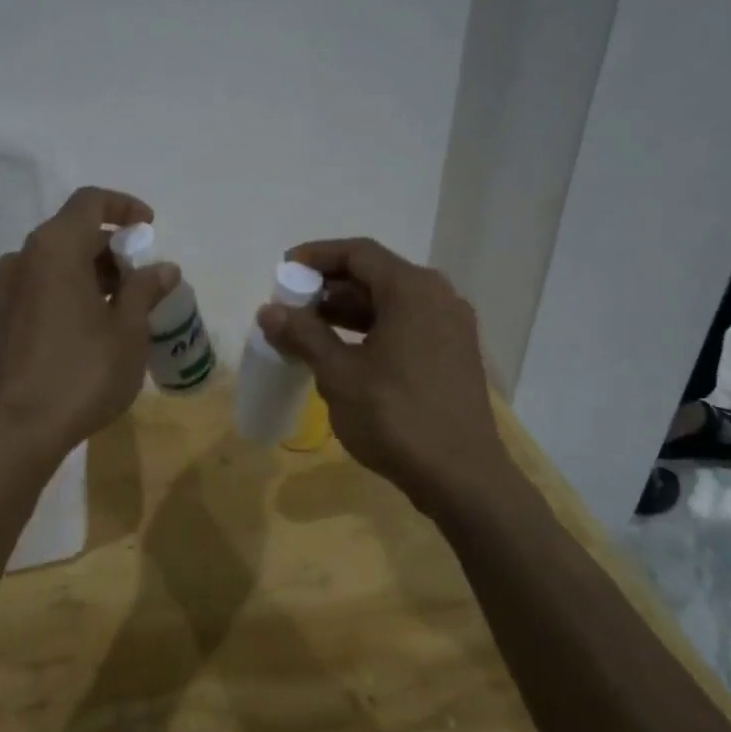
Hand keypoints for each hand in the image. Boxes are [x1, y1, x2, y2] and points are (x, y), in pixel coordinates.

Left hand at [0, 187, 176, 464]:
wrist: (19, 429)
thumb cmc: (82, 373)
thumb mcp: (127, 331)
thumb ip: (145, 290)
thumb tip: (164, 268)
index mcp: (56, 248)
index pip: (91, 201)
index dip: (124, 206)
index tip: (150, 227)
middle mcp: (26, 257)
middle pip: (74, 231)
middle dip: (113, 247)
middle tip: (144, 279)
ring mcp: (9, 288)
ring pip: (58, 260)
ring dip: (94, 271)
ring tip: (126, 305)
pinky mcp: (4, 316)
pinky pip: (44, 284)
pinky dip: (72, 288)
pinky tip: (96, 323)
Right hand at [257, 237, 506, 511]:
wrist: (462, 478)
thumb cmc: (396, 417)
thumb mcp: (339, 374)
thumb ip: (303, 335)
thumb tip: (268, 311)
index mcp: (413, 290)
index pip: (358, 253)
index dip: (316, 256)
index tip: (283, 270)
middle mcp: (438, 298)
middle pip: (375, 275)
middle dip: (329, 287)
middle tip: (291, 305)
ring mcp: (451, 327)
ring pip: (391, 303)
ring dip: (348, 311)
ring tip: (308, 330)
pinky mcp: (454, 355)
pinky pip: (407, 325)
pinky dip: (372, 330)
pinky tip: (344, 353)